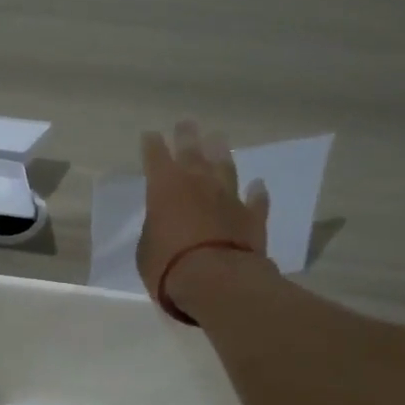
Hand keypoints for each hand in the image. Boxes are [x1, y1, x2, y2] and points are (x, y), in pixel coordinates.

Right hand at [137, 120, 269, 302]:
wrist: (218, 281)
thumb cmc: (168, 265)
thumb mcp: (146, 248)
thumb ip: (155, 228)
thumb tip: (163, 222)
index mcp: (164, 187)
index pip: (155, 157)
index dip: (152, 145)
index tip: (151, 135)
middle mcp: (197, 183)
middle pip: (192, 151)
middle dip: (187, 136)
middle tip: (186, 123)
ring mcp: (228, 197)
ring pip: (225, 167)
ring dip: (221, 153)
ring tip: (218, 139)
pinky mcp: (252, 216)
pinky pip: (255, 200)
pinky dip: (256, 193)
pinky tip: (258, 185)